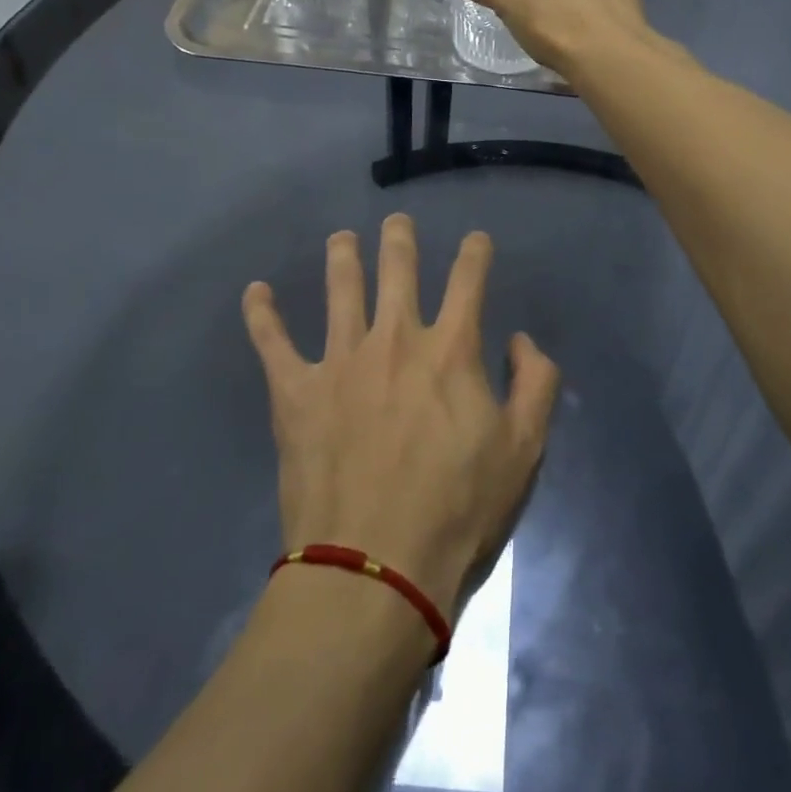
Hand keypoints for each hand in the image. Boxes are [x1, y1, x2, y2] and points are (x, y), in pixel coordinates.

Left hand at [242, 214, 559, 615]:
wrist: (376, 570)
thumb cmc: (458, 511)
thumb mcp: (524, 450)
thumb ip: (535, 384)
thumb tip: (521, 340)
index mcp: (450, 350)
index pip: (468, 281)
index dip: (475, 253)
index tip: (476, 239)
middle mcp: (394, 339)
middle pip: (397, 270)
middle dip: (400, 240)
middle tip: (396, 222)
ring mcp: (340, 361)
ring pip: (340, 290)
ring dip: (342, 257)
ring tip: (341, 238)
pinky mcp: (296, 393)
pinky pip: (272, 342)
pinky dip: (262, 314)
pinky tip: (254, 291)